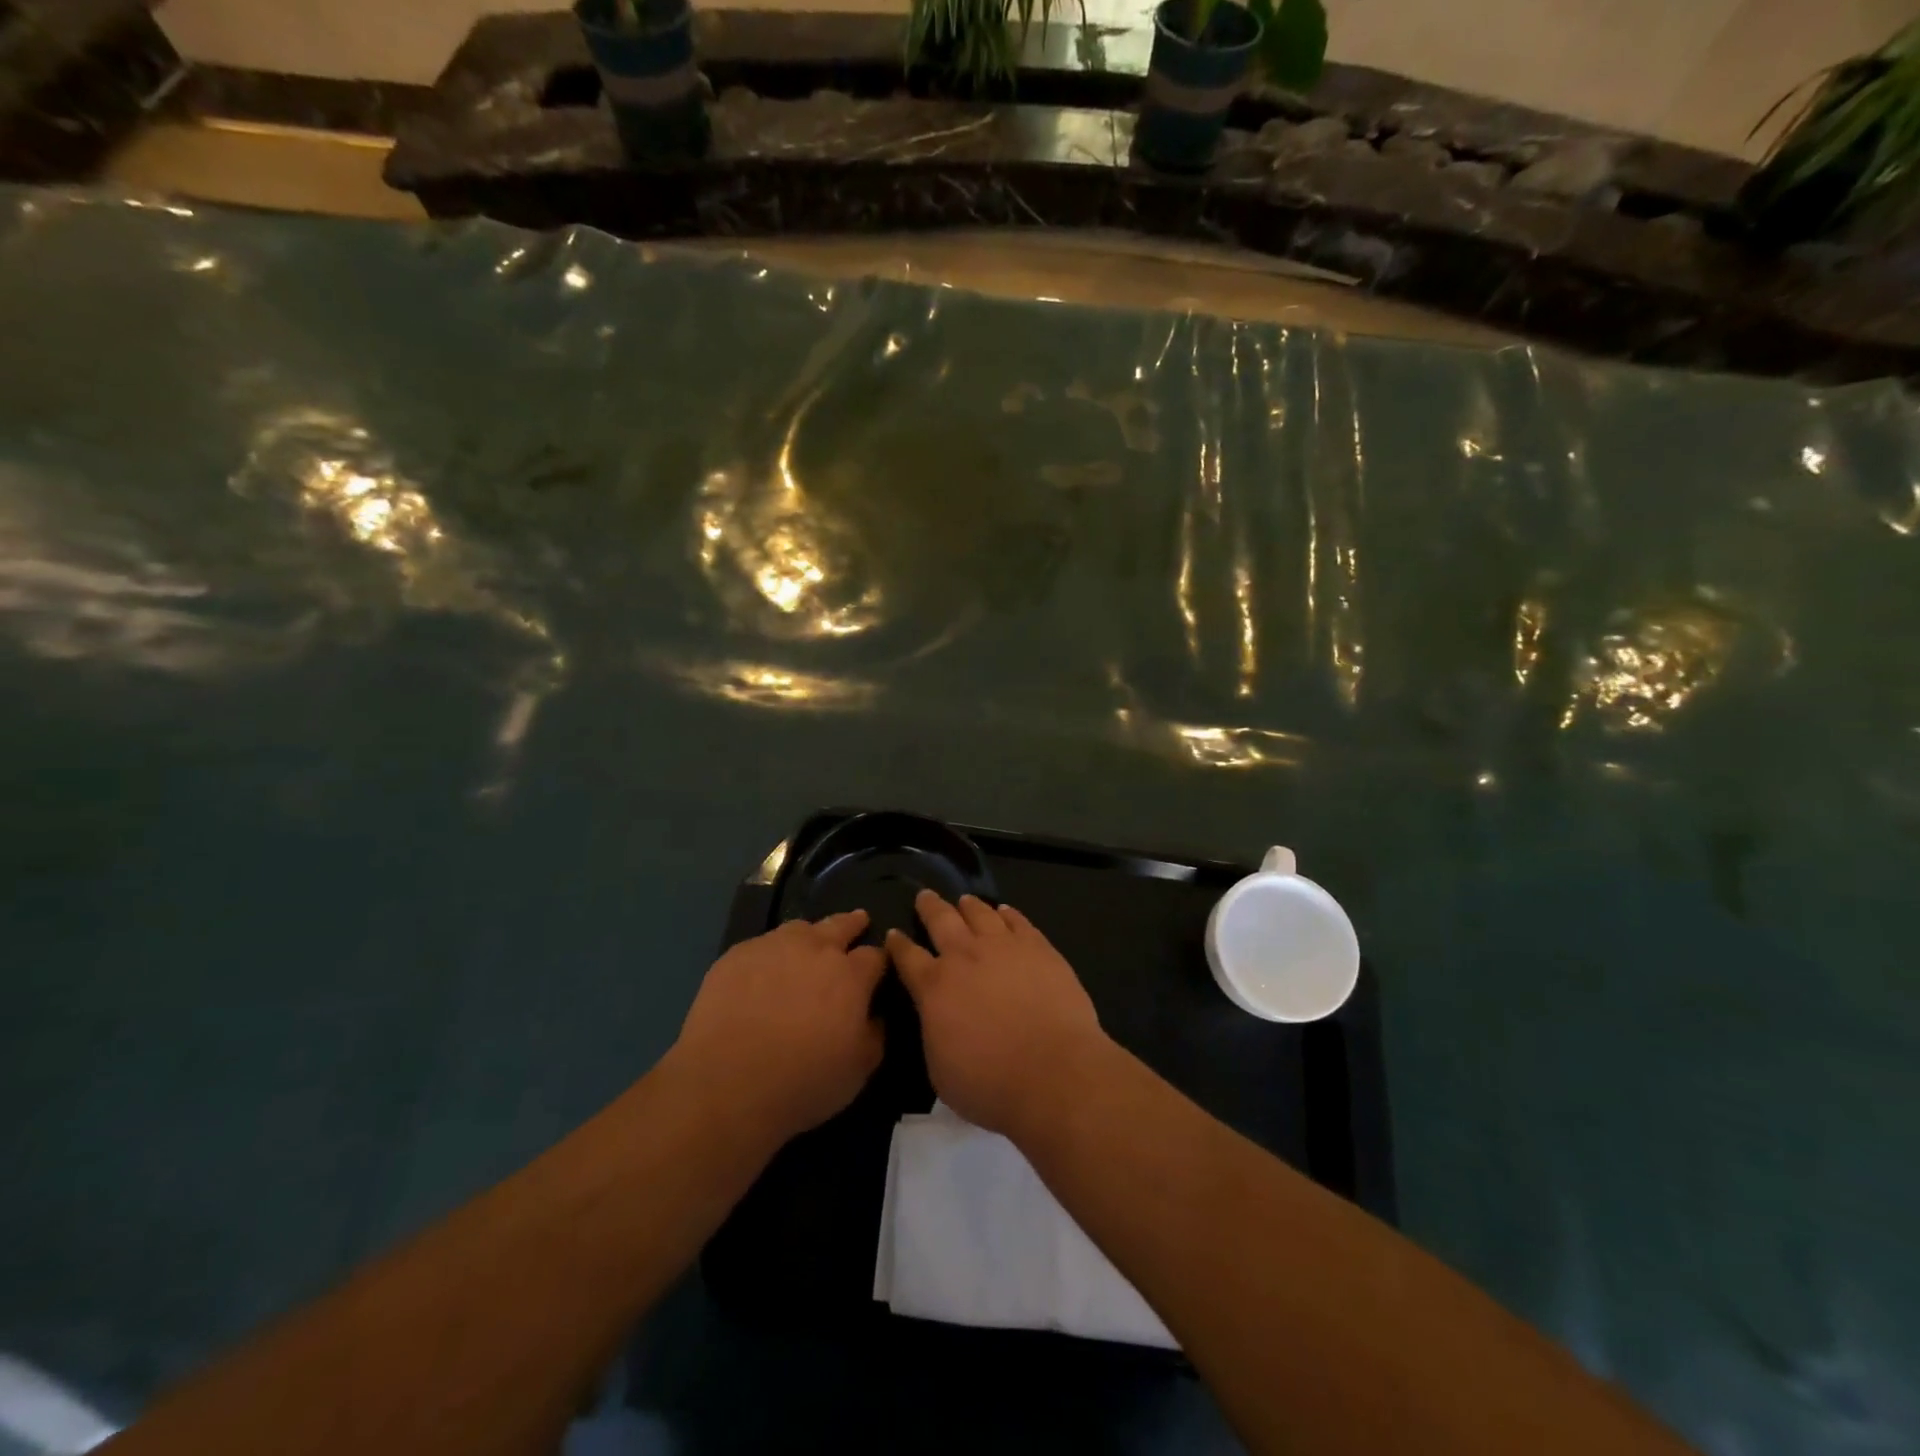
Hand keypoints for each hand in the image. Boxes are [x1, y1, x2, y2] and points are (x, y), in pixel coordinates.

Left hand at [672, 911, 887, 1145]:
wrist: (726, 1086)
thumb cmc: (802, 1083)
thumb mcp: (858, 1070)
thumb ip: (875, 1034)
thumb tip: (877, 1015)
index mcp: (850, 975)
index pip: (875, 955)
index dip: (880, 960)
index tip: (880, 966)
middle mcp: (815, 949)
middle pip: (840, 925)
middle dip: (853, 923)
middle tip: (858, 920)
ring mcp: (772, 947)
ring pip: (799, 928)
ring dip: (811, 934)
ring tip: (810, 942)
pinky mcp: (736, 956)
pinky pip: (762, 944)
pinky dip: (772, 952)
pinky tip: (765, 970)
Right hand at [886, 892, 1109, 1139]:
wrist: (1053, 1072)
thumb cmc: (990, 1084)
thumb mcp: (940, 1070)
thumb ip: (933, 1032)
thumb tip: (935, 1015)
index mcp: (934, 986)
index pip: (907, 956)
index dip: (897, 944)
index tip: (893, 933)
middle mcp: (965, 956)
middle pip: (941, 920)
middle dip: (929, 907)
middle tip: (924, 896)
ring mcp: (1004, 947)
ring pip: (980, 913)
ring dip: (968, 905)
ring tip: (965, 900)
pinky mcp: (1039, 947)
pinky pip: (1018, 921)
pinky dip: (1007, 913)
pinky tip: (1005, 911)